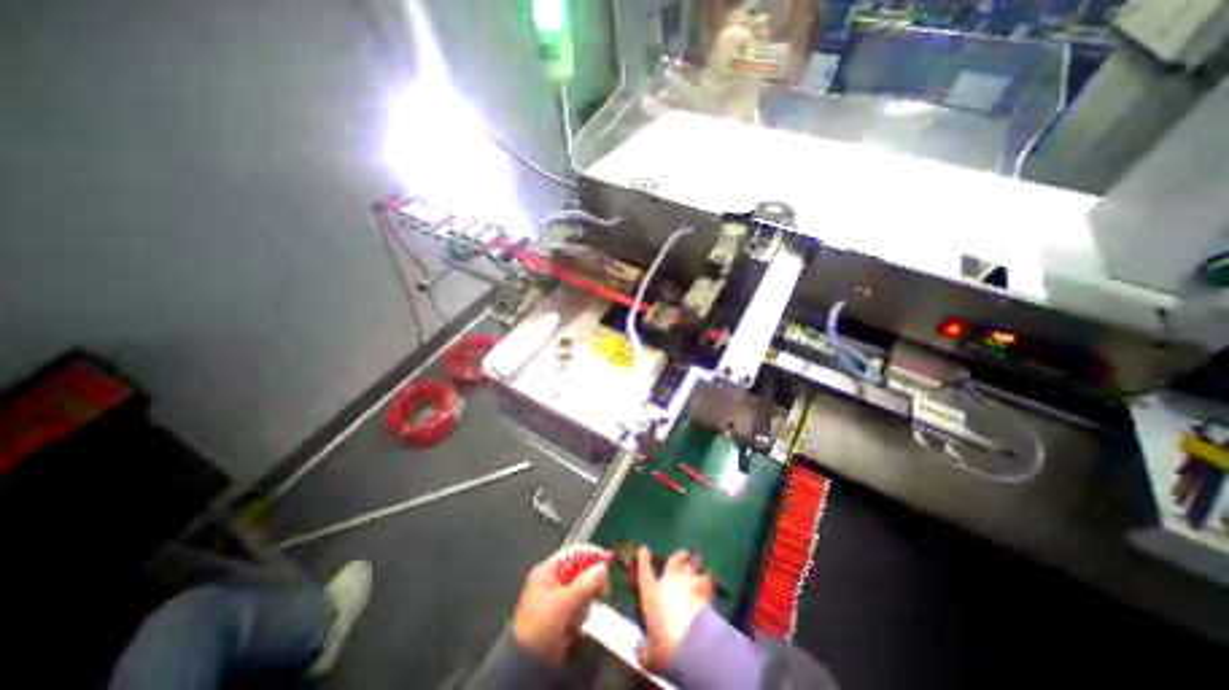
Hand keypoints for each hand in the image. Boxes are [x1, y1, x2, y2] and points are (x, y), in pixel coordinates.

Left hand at [508, 543, 608, 663]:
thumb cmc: (541, 625)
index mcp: (549, 570)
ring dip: (584, 604)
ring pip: (583, 590)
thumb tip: (603, 567)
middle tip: (602, 593)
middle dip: (590, 585)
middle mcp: (554, 579)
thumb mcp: (564, 602)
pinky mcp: (562, 613)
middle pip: (581, 571)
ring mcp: (558, 597)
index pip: (574, 553)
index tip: (608, 560)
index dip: (592, 554)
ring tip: (575, 619)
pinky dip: (580, 615)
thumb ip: (585, 583)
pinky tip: (573, 627)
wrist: (526, 664)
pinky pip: (579, 606)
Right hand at [634, 548, 710, 670]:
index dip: (643, 559)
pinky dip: (708, 581)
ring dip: (694, 567)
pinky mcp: (706, 590)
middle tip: (683, 554)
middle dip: (678, 556)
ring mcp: (689, 583)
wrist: (694, 645)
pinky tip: (710, 584)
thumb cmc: (667, 648)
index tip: (644, 549)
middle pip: (673, 561)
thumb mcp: (651, 656)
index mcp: (651, 593)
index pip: (644, 571)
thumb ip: (645, 651)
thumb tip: (640, 649)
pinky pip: (707, 580)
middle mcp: (669, 582)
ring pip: (692, 567)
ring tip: (698, 567)